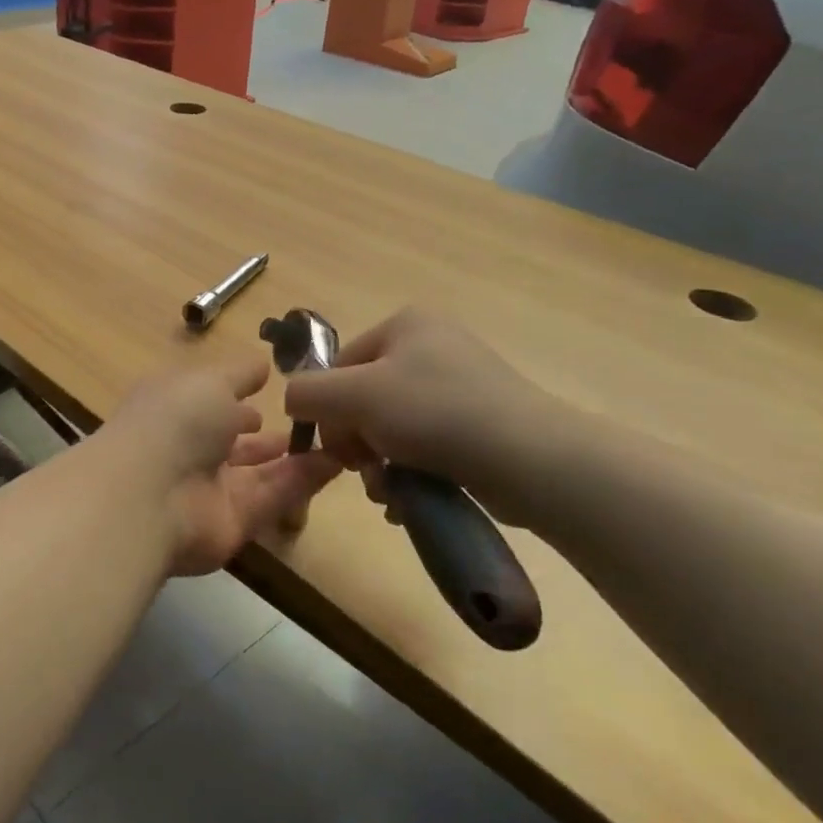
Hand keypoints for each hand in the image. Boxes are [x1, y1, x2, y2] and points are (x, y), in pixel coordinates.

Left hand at [101, 352, 341, 576]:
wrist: (151, 495)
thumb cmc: (175, 420)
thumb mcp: (210, 381)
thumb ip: (240, 375)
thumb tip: (262, 365)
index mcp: (174, 408)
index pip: (207, 401)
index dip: (236, 397)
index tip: (271, 388)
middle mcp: (188, 449)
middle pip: (232, 442)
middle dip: (264, 434)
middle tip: (311, 422)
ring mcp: (209, 488)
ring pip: (258, 472)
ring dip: (294, 457)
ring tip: (336, 440)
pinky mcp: (233, 522)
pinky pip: (273, 497)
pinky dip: (303, 481)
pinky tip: (338, 462)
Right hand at [282, 307, 566, 515]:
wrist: (529, 458)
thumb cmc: (434, 413)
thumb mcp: (355, 396)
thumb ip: (307, 394)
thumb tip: (293, 402)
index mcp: (404, 325)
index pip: (339, 367)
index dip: (328, 410)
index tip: (338, 449)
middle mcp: (432, 346)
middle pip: (364, 398)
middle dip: (357, 442)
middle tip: (366, 472)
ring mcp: (460, 385)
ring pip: (392, 427)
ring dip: (379, 464)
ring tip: (390, 492)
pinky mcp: (480, 423)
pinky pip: (425, 444)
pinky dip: (411, 471)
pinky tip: (412, 497)